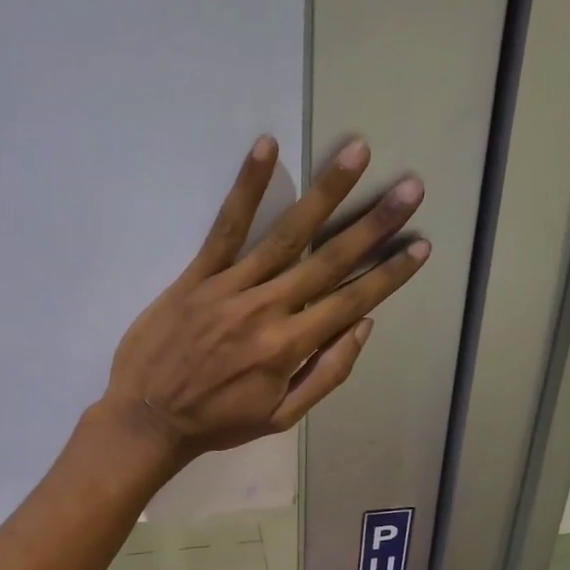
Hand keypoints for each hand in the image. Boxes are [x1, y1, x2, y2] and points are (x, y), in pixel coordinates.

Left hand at [102, 134, 428, 463]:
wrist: (147, 419)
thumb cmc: (217, 422)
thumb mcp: (280, 417)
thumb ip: (326, 373)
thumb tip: (364, 326)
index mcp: (289, 347)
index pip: (351, 301)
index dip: (389, 274)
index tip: (421, 245)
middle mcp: (266, 310)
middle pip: (329, 260)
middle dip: (374, 224)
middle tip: (410, 187)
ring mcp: (230, 288)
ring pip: (286, 234)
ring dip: (325, 193)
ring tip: (357, 153)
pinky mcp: (197, 276)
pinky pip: (225, 227)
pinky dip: (246, 187)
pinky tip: (266, 147)